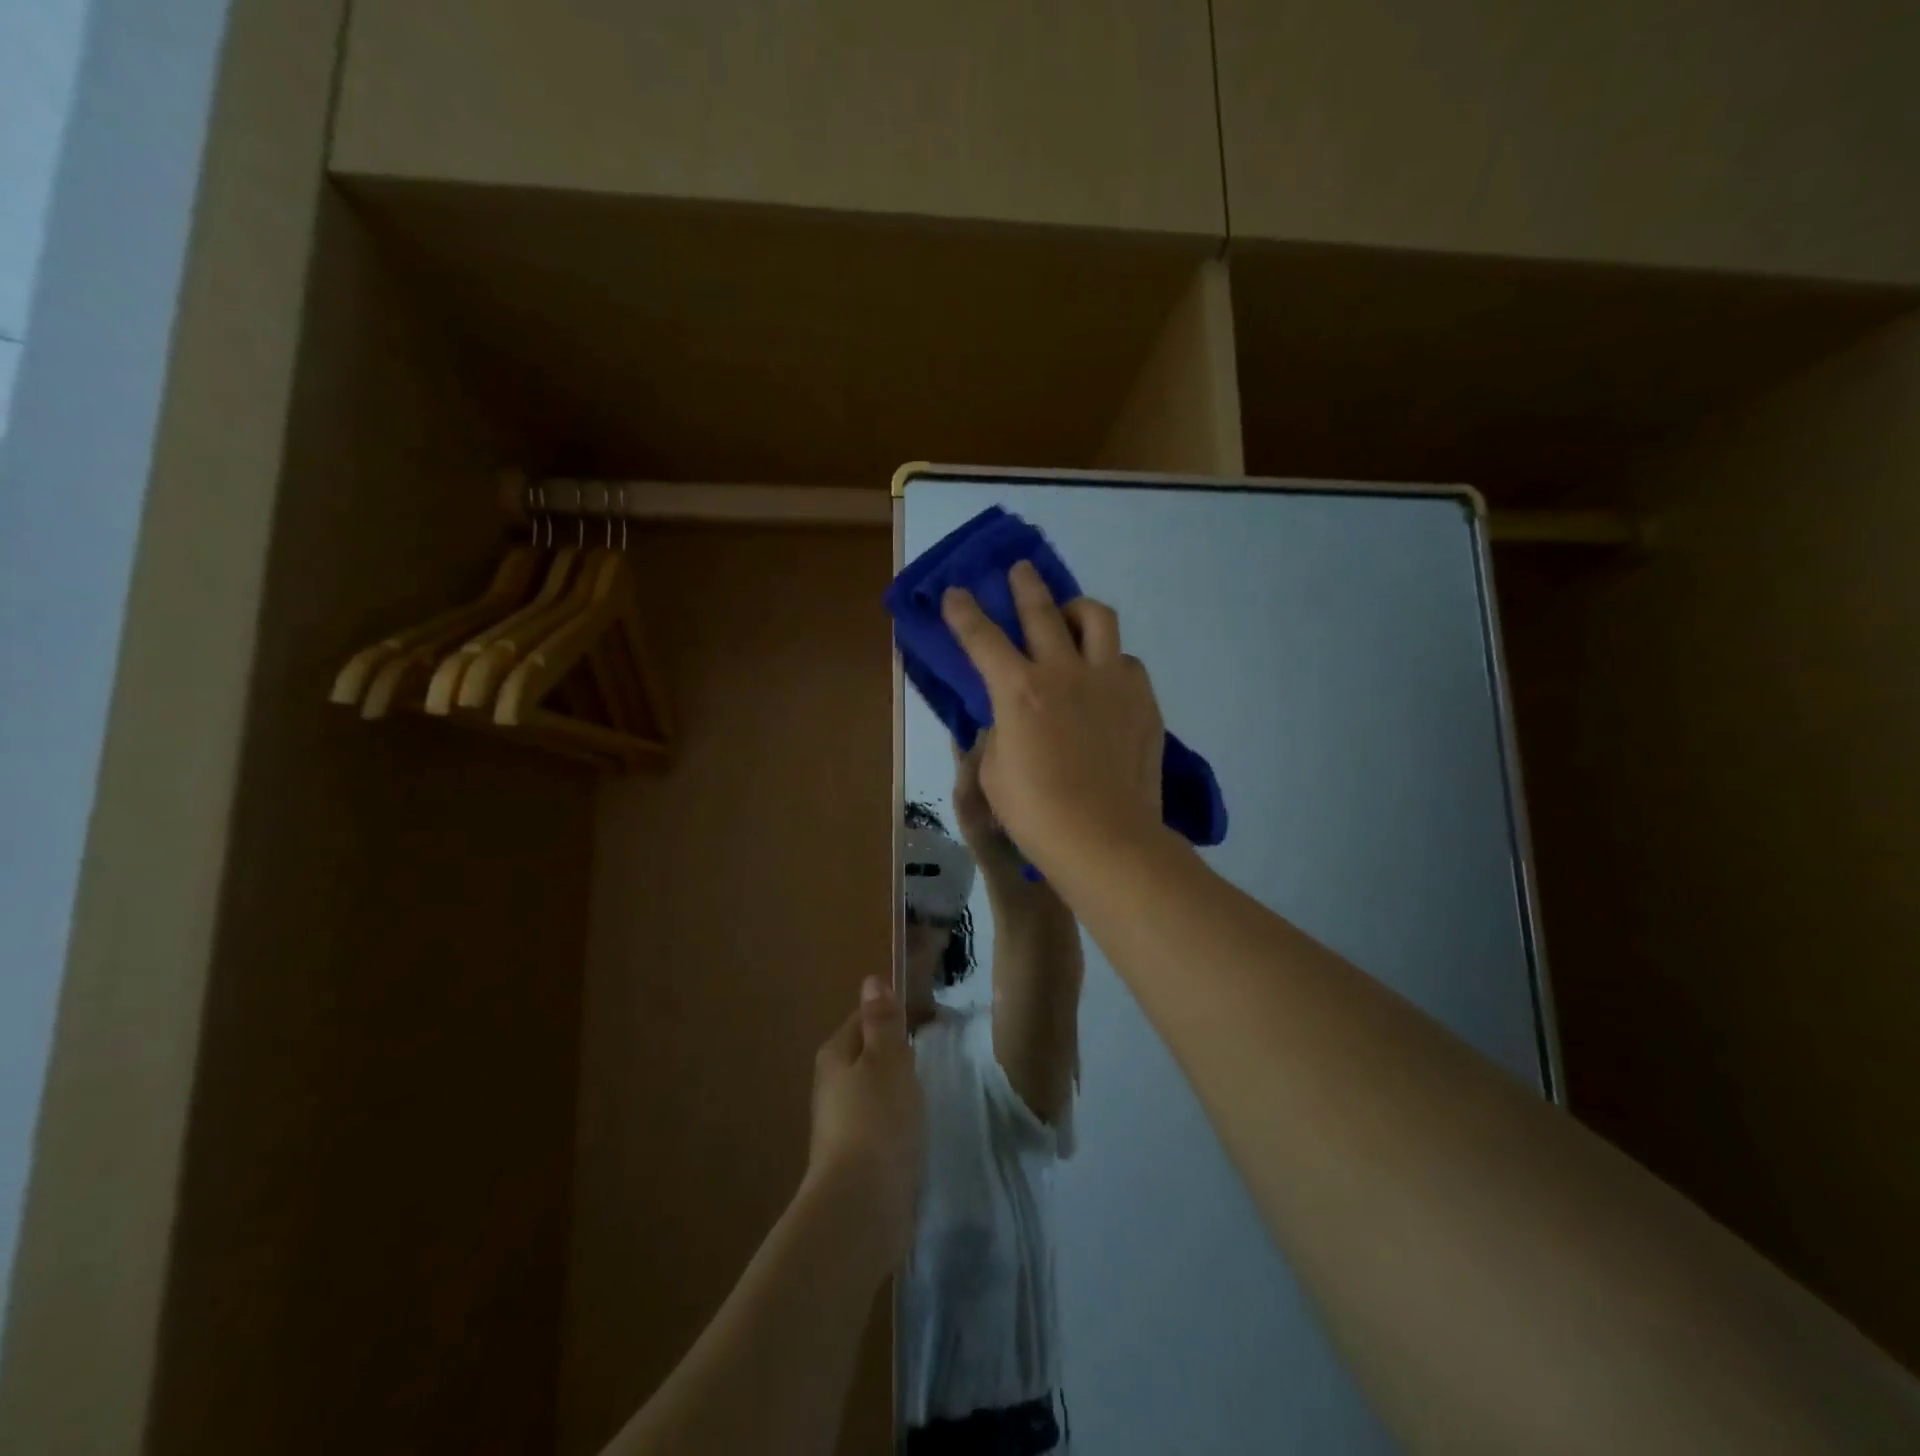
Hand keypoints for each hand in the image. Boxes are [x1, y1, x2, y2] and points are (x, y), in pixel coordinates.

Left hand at [806, 977, 925, 1266]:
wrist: (860, 1208)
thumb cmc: (877, 1120)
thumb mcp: (887, 1059)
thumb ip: (882, 1021)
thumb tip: (871, 980)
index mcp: (836, 1054)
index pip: (865, 1018)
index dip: (896, 1012)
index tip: (932, 1016)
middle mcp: (832, 1085)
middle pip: (868, 1054)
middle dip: (897, 1050)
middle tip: (934, 1051)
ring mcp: (842, 1124)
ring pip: (875, 1090)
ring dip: (898, 1086)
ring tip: (930, 1089)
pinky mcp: (857, 1157)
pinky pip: (881, 1123)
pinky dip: (898, 1119)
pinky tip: (917, 1128)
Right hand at [941, 562, 1165, 875]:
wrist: (1106, 838)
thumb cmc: (1037, 813)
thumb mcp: (995, 772)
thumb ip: (1000, 733)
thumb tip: (1011, 719)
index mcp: (1019, 690)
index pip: (983, 638)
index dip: (964, 613)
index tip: (956, 592)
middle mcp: (1065, 672)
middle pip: (1043, 611)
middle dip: (1026, 585)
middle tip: (1020, 569)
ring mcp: (1110, 682)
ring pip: (1098, 619)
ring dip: (1078, 609)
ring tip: (1071, 616)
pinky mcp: (1142, 700)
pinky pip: (1127, 661)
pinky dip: (1111, 661)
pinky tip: (1105, 680)